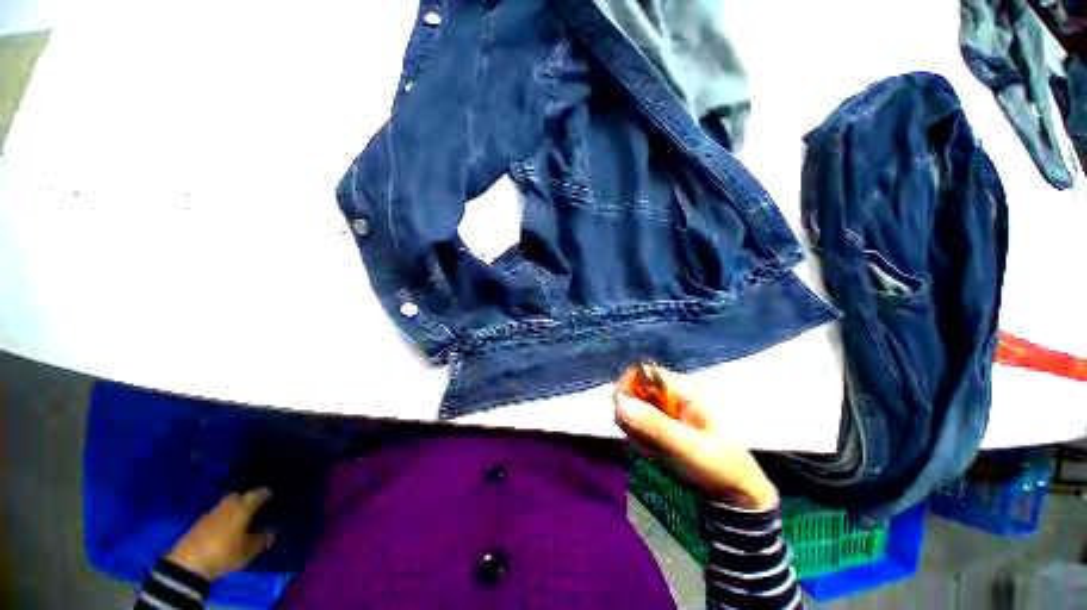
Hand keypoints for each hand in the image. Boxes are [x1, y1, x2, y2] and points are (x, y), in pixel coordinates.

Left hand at [166, 488, 274, 579]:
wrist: (188, 563)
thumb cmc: (224, 553)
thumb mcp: (247, 552)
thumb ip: (260, 541)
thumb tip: (270, 534)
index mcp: (243, 507)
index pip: (258, 494)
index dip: (266, 493)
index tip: (272, 495)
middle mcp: (228, 505)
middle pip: (239, 495)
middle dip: (246, 498)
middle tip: (255, 506)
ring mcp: (211, 513)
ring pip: (226, 504)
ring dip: (233, 507)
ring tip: (240, 517)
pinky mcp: (199, 522)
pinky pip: (217, 513)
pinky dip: (223, 516)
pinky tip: (226, 526)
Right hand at [614, 365, 777, 510]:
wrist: (739, 493)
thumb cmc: (720, 466)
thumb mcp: (688, 447)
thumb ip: (653, 423)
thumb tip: (619, 400)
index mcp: (686, 388)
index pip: (643, 372)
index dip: (628, 388)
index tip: (623, 415)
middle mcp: (675, 391)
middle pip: (635, 388)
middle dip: (630, 413)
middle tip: (640, 440)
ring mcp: (670, 406)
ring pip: (635, 405)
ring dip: (634, 426)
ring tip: (649, 447)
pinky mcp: (666, 420)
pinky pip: (640, 419)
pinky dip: (639, 433)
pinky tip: (651, 449)